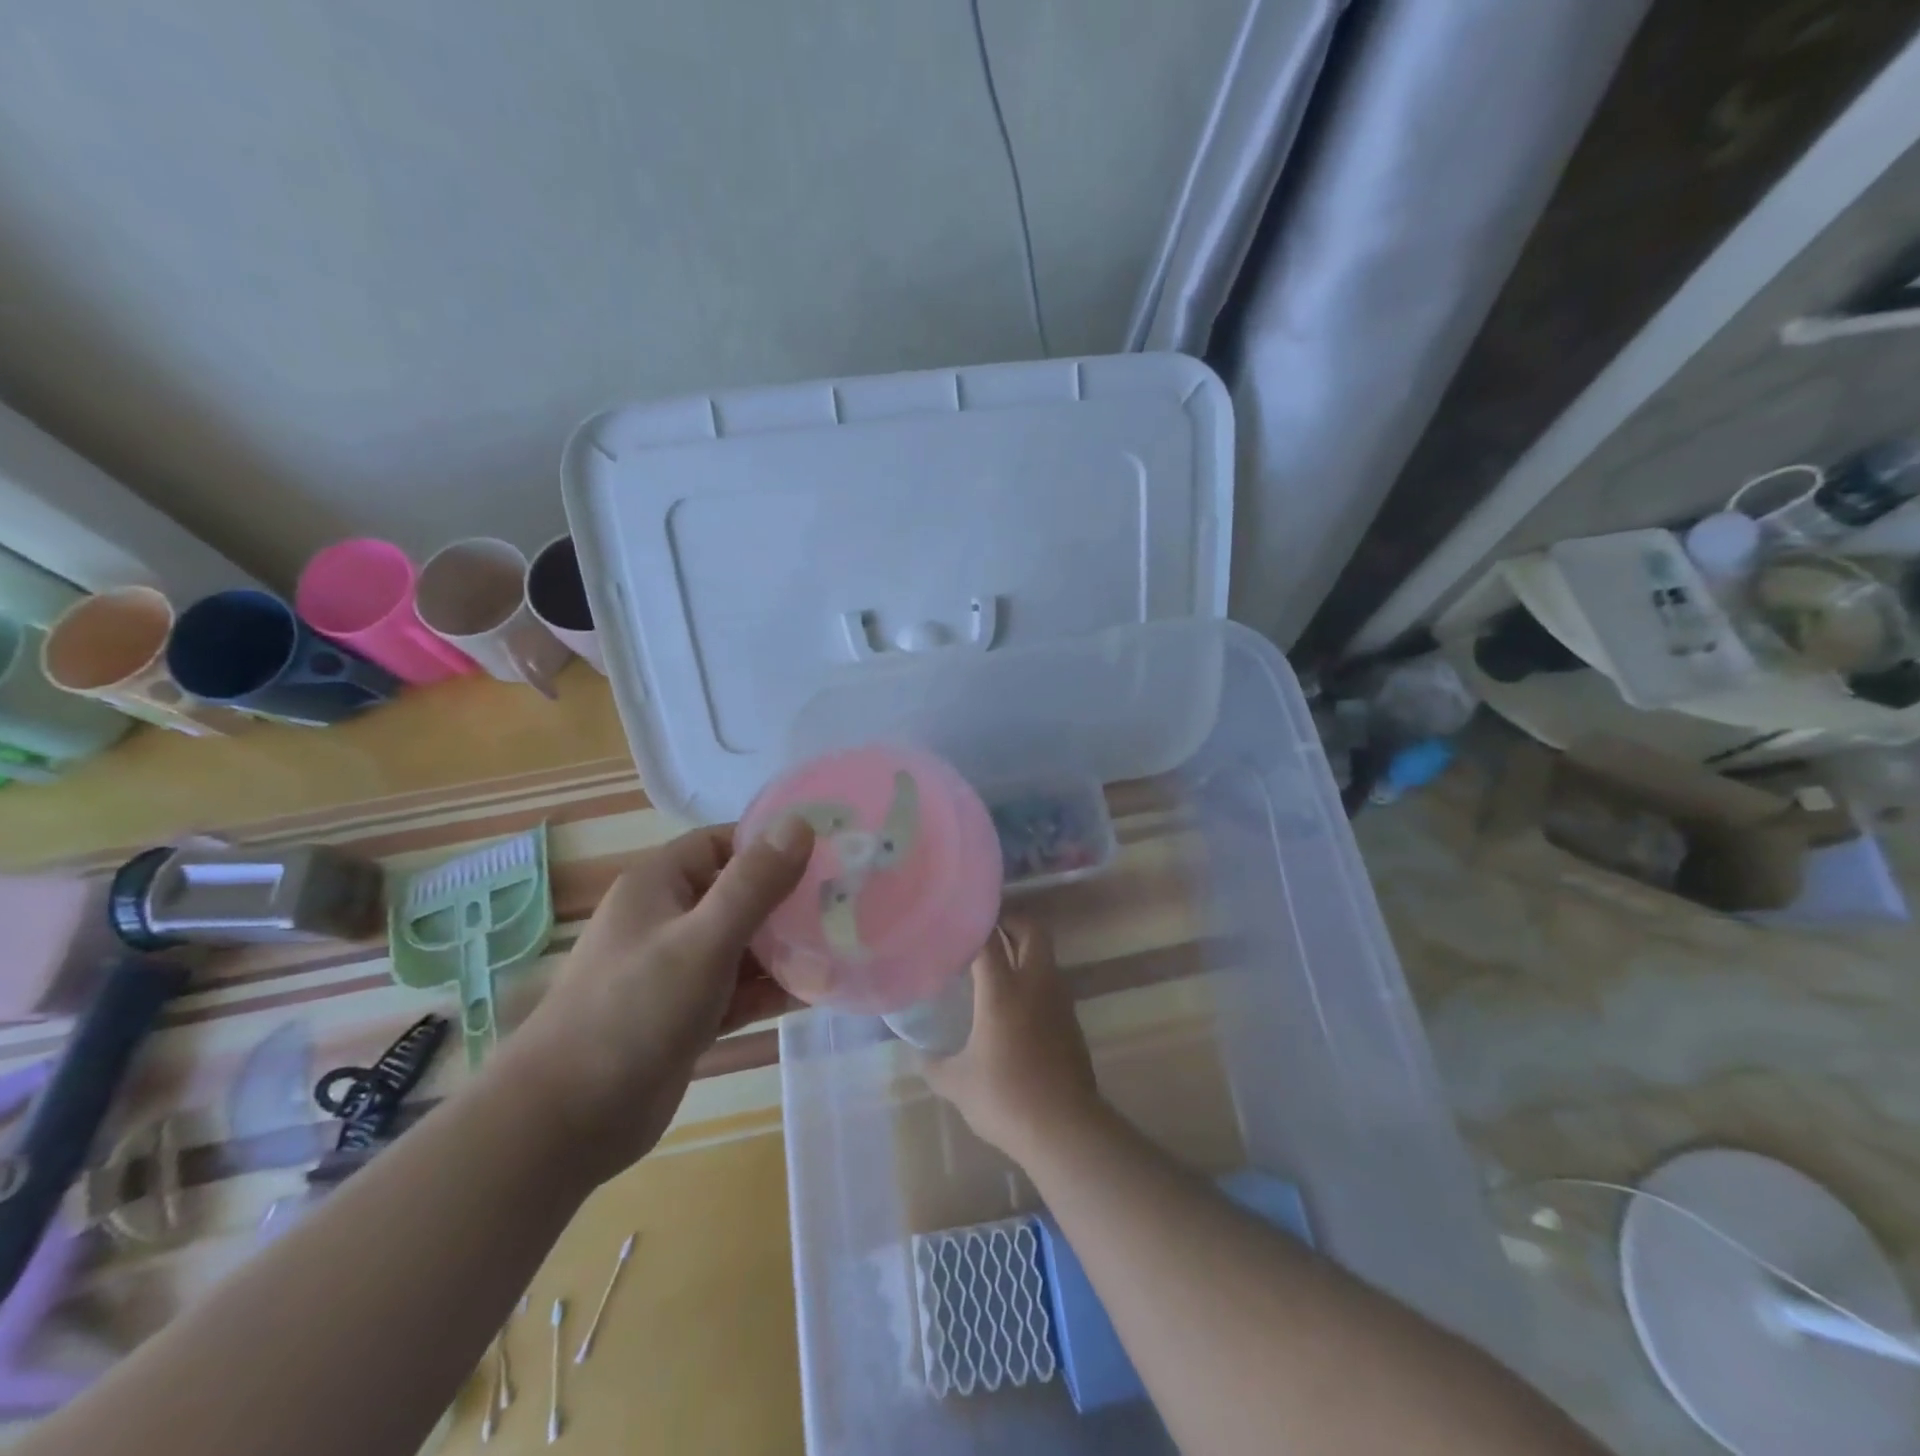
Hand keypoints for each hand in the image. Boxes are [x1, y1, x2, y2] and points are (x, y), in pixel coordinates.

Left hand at [507, 817, 811, 1182]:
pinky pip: (737, 989)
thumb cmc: (634, 1011)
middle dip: (787, 900)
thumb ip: (753, 883)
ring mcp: (676, 971)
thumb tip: (800, 823)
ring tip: (843, 944)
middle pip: (738, 894)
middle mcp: (668, 920)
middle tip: (846, 901)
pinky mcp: (686, 1016)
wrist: (565, 1121)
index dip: (770, 844)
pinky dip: (770, 988)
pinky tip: (817, 990)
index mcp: (660, 886)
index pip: (722, 843)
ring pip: (742, 945)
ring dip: (785, 948)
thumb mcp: (702, 939)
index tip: (824, 853)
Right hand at [921, 918, 1103, 1165]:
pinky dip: (1035, 979)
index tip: (958, 920)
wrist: (1065, 1128)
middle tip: (987, 931)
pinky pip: (1052, 983)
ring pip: (1046, 955)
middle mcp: (1035, 984)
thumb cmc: (1006, 1098)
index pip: (988, 939)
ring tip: (998, 964)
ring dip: (1026, 949)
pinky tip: (1016, 1004)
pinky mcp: (1072, 1020)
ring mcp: (1058, 1000)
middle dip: (1012, 921)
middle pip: (1032, 929)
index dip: (974, 923)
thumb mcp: (958, 1084)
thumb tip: (919, 1055)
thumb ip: (934, 1065)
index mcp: (1003, 990)